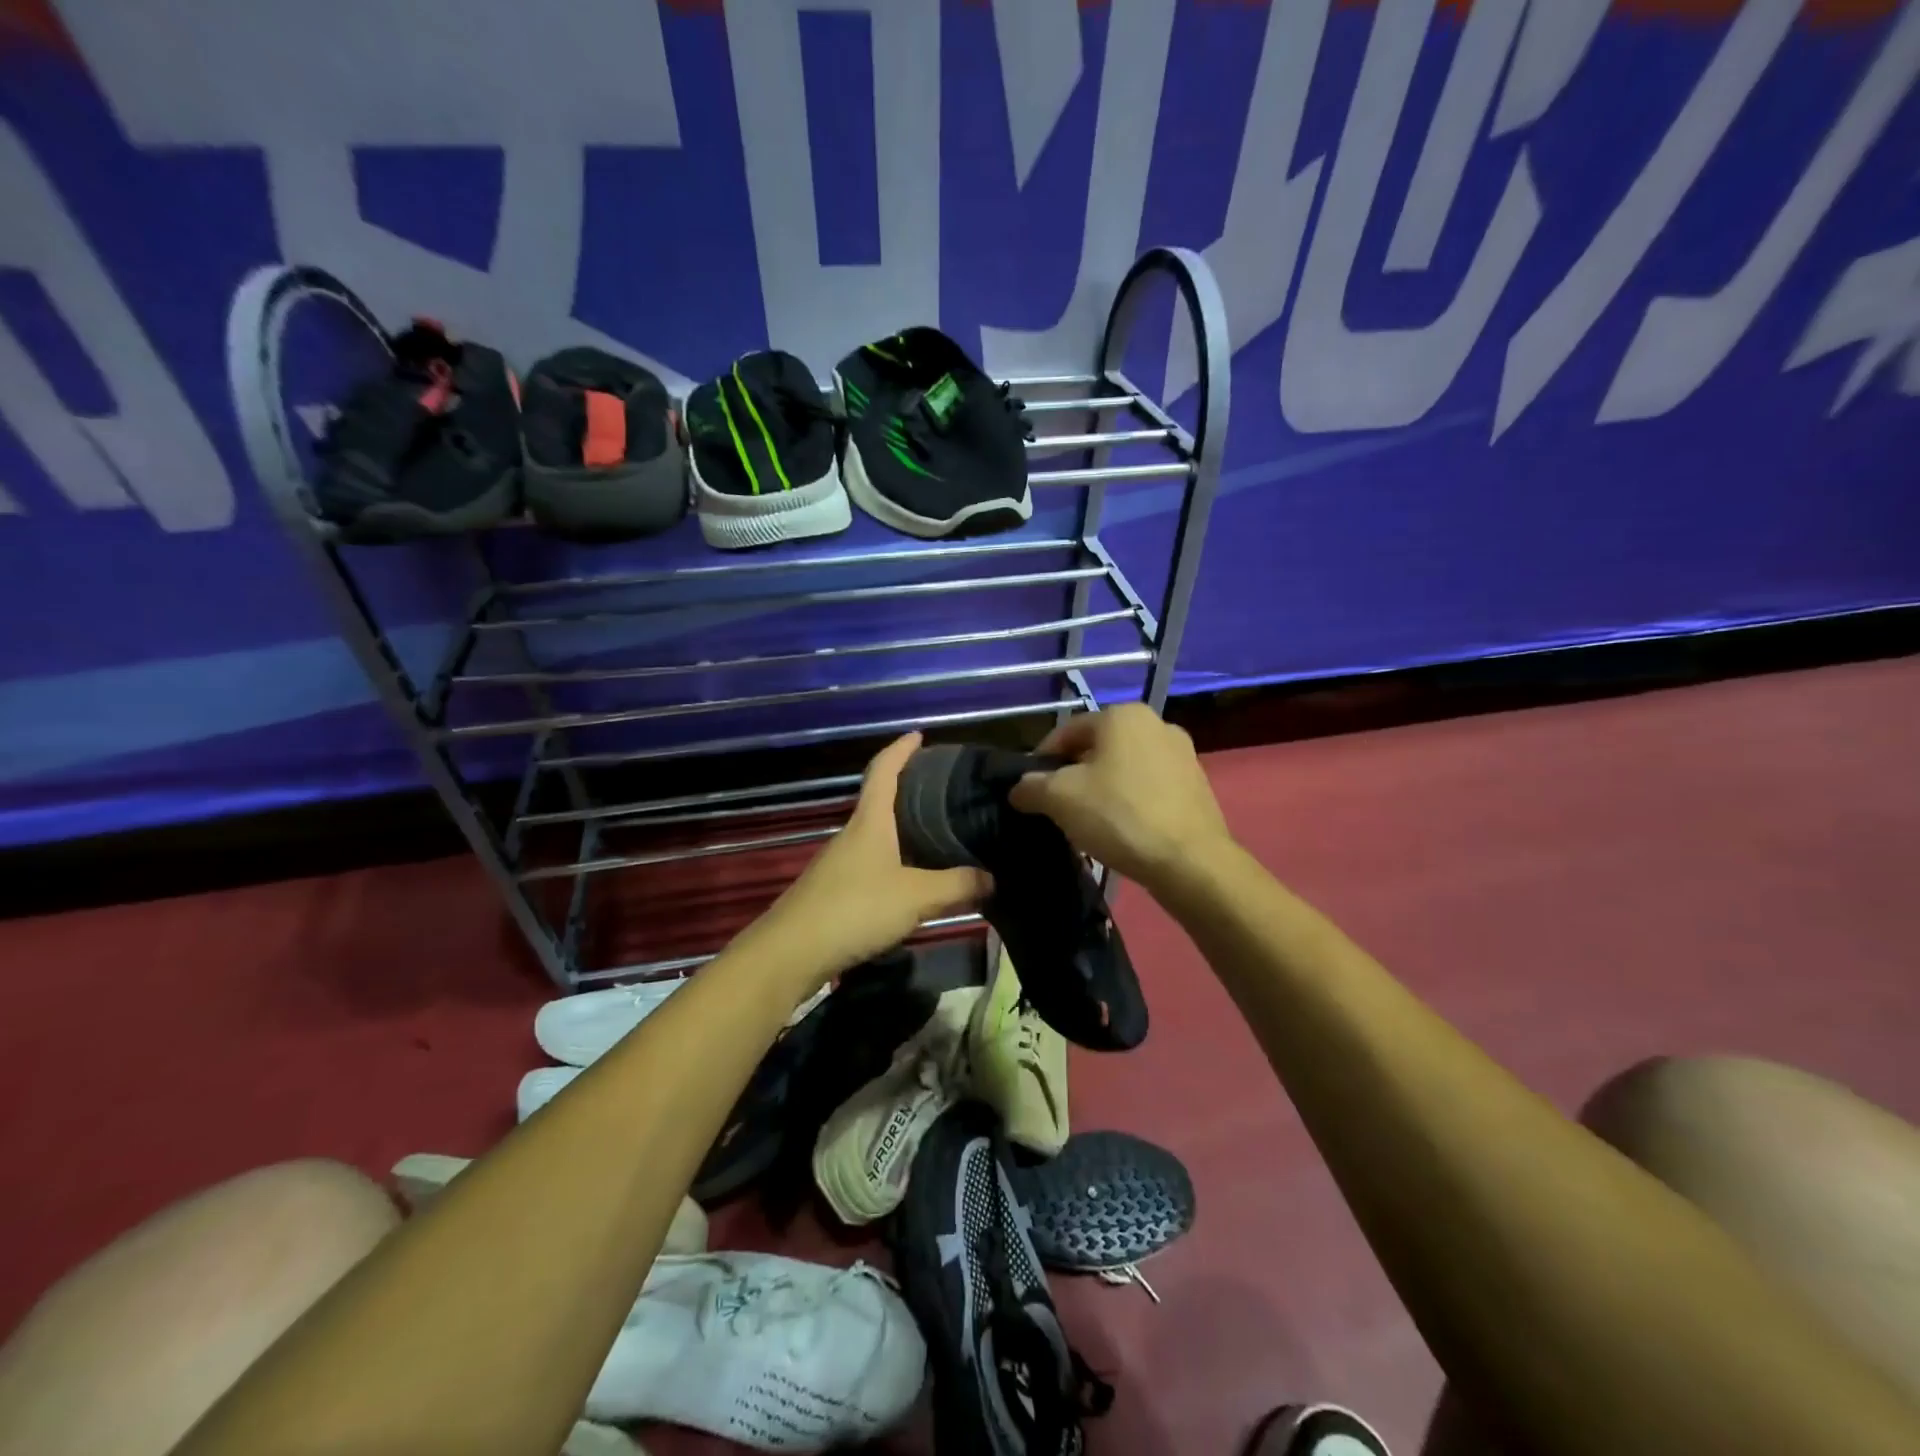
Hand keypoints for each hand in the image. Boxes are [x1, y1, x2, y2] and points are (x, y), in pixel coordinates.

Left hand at [754, 734, 992, 981]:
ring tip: (941, 836)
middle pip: (881, 802)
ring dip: (905, 831)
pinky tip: (915, 881)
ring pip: (878, 836)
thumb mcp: (915, 897)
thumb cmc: (854, 909)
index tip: (919, 735)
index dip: (900, 749)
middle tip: (947, 792)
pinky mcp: (836, 892)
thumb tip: (992, 878)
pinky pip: (873, 864)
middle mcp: (853, 835)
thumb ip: (956, 886)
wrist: (791, 953)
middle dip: (910, 791)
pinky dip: (897, 862)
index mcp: (870, 822)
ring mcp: (840, 864)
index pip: (883, 771)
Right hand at [1008, 703, 1232, 891]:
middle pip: (1097, 748)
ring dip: (1102, 789)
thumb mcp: (1059, 799)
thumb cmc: (1119, 816)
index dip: (1041, 760)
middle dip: (1074, 775)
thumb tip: (1020, 788)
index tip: (1030, 790)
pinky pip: (1150, 787)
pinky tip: (1122, 830)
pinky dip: (1130, 802)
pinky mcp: (1197, 785)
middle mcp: (1156, 723)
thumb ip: (1031, 786)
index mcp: (1122, 715)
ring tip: (1089, 823)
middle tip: (1058, 808)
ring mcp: (1183, 754)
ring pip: (1124, 768)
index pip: (1066, 732)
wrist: (1190, 862)